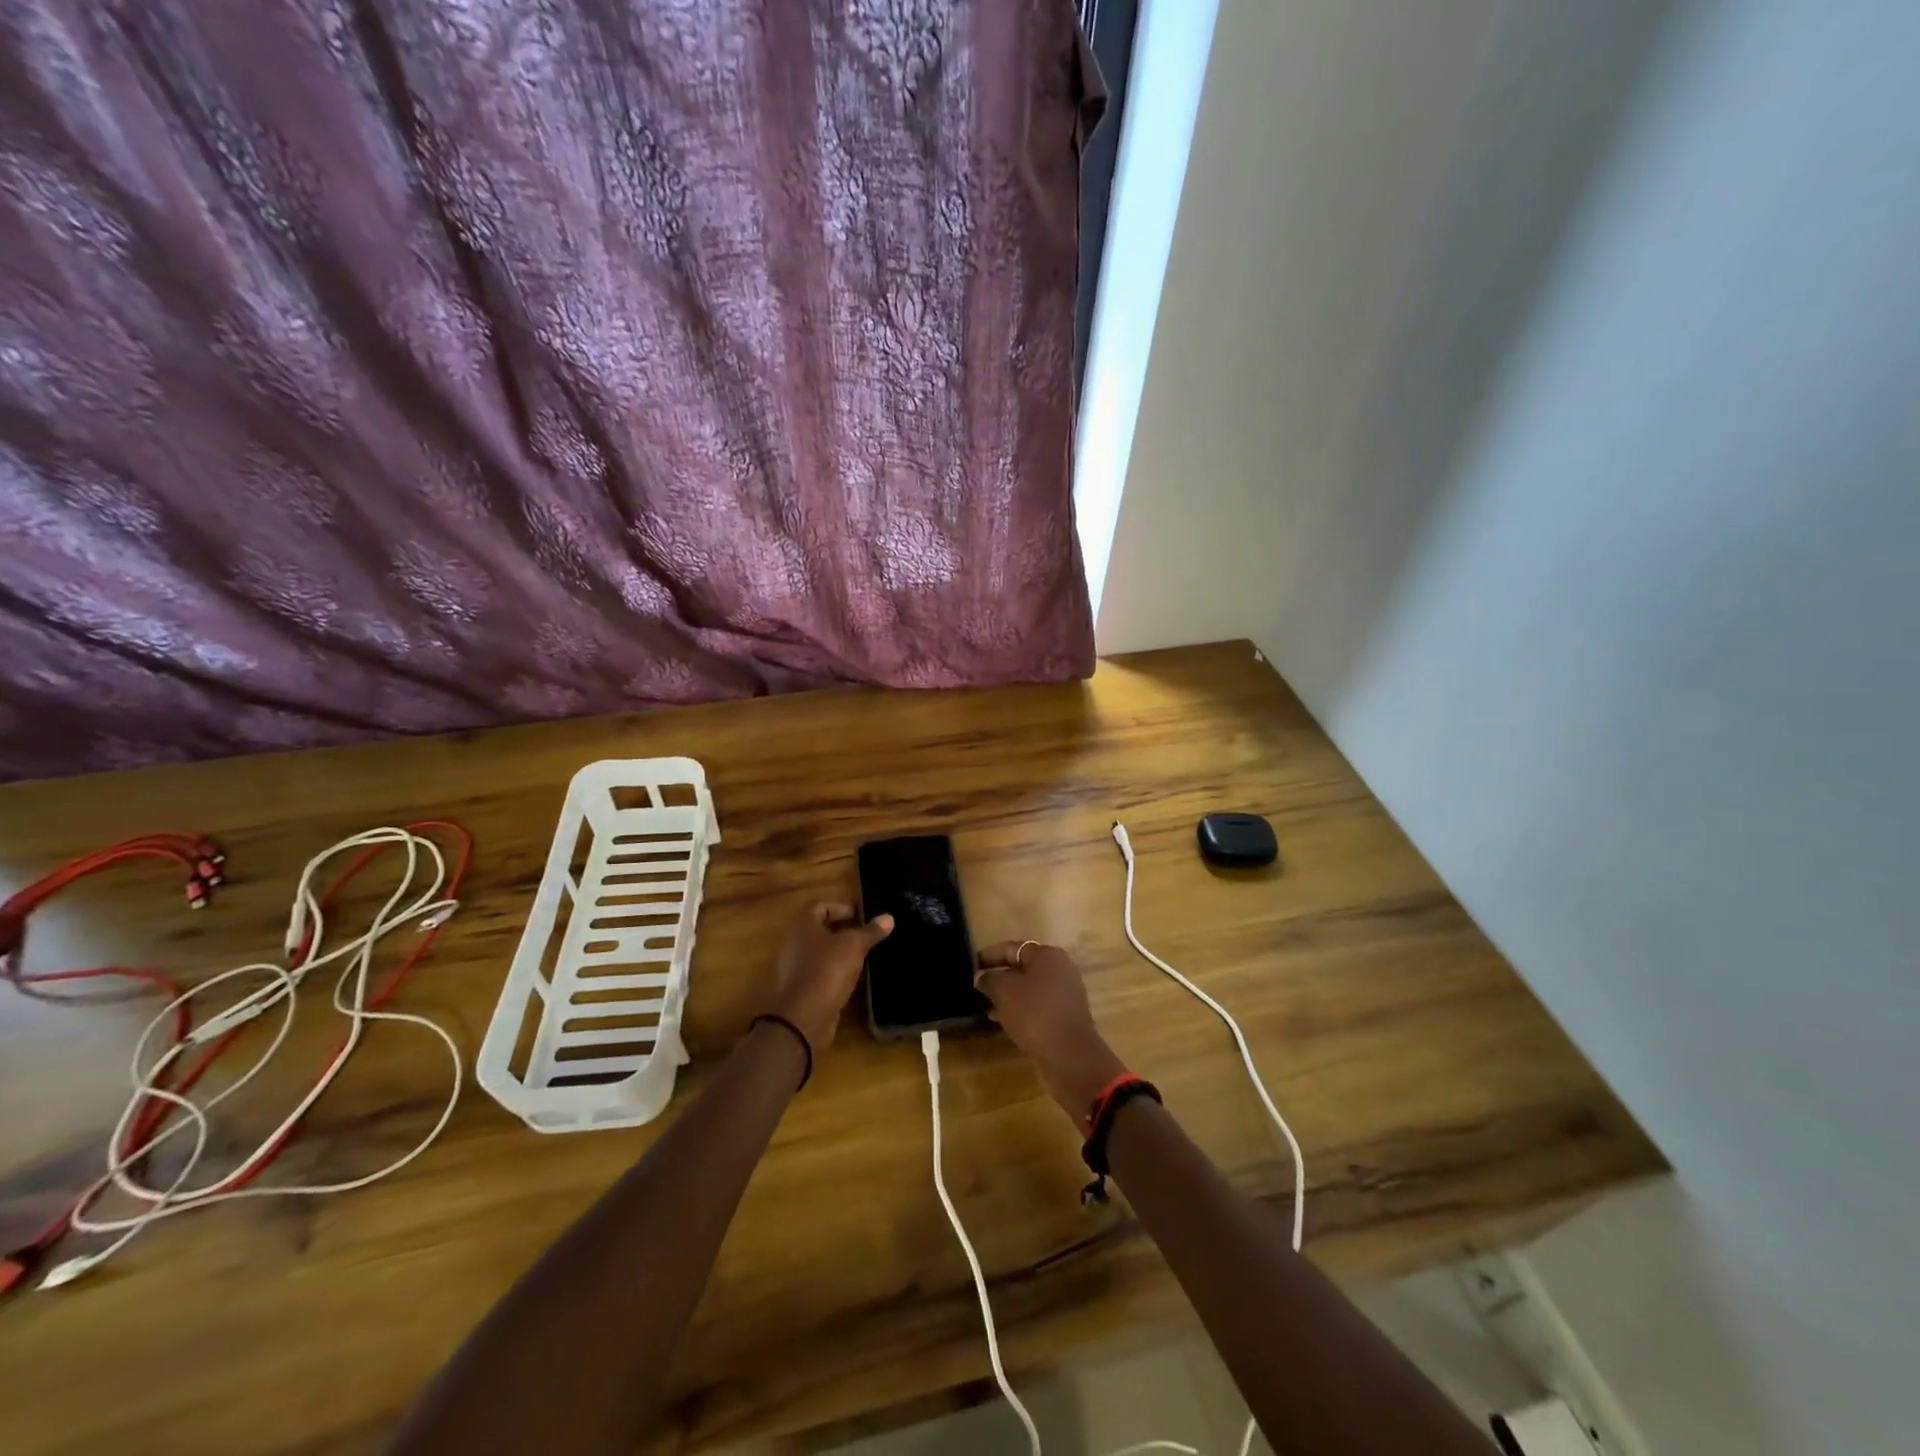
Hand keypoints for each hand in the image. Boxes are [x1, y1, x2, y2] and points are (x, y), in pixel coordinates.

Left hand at [769, 902, 892, 1052]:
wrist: (804, 1016)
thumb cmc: (828, 969)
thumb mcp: (854, 946)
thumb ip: (871, 931)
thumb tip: (888, 917)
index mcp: (804, 925)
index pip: (822, 907)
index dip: (843, 909)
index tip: (863, 918)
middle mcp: (795, 943)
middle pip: (821, 930)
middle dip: (845, 931)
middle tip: (868, 936)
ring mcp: (796, 967)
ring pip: (822, 953)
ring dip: (841, 953)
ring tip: (865, 956)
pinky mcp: (801, 988)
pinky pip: (821, 972)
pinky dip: (836, 972)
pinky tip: (854, 979)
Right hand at [975, 941, 1127, 1128]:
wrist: (1069, 1054)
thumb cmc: (1034, 1013)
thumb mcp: (1003, 991)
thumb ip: (989, 979)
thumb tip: (982, 976)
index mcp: (1046, 955)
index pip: (1011, 948)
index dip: (989, 956)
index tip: (971, 965)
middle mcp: (1059, 969)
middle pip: (1022, 968)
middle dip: (999, 977)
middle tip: (977, 987)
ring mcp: (1065, 993)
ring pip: (1029, 989)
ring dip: (1008, 996)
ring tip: (986, 1006)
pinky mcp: (1065, 1015)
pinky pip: (1037, 1006)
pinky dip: (1020, 1010)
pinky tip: (1003, 1021)